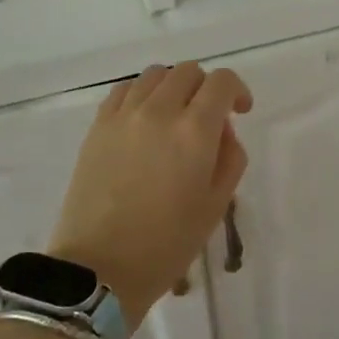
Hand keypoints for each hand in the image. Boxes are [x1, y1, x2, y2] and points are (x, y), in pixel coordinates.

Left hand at [50, 63, 252, 322]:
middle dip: (206, 88)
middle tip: (208, 120)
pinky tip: (144, 120)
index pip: (222, 82)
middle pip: (189, 71)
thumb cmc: (167, 243)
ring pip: (156, 75)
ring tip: (174, 117)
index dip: (237, 91)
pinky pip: (125, 89)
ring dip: (174, 87)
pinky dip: (142, 94)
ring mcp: (124, 115)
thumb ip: (230, 156)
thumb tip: (221, 129)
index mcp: (194, 131)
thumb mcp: (217, 204)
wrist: (100, 267)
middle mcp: (159, 111)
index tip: (240, 112)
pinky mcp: (98, 126)